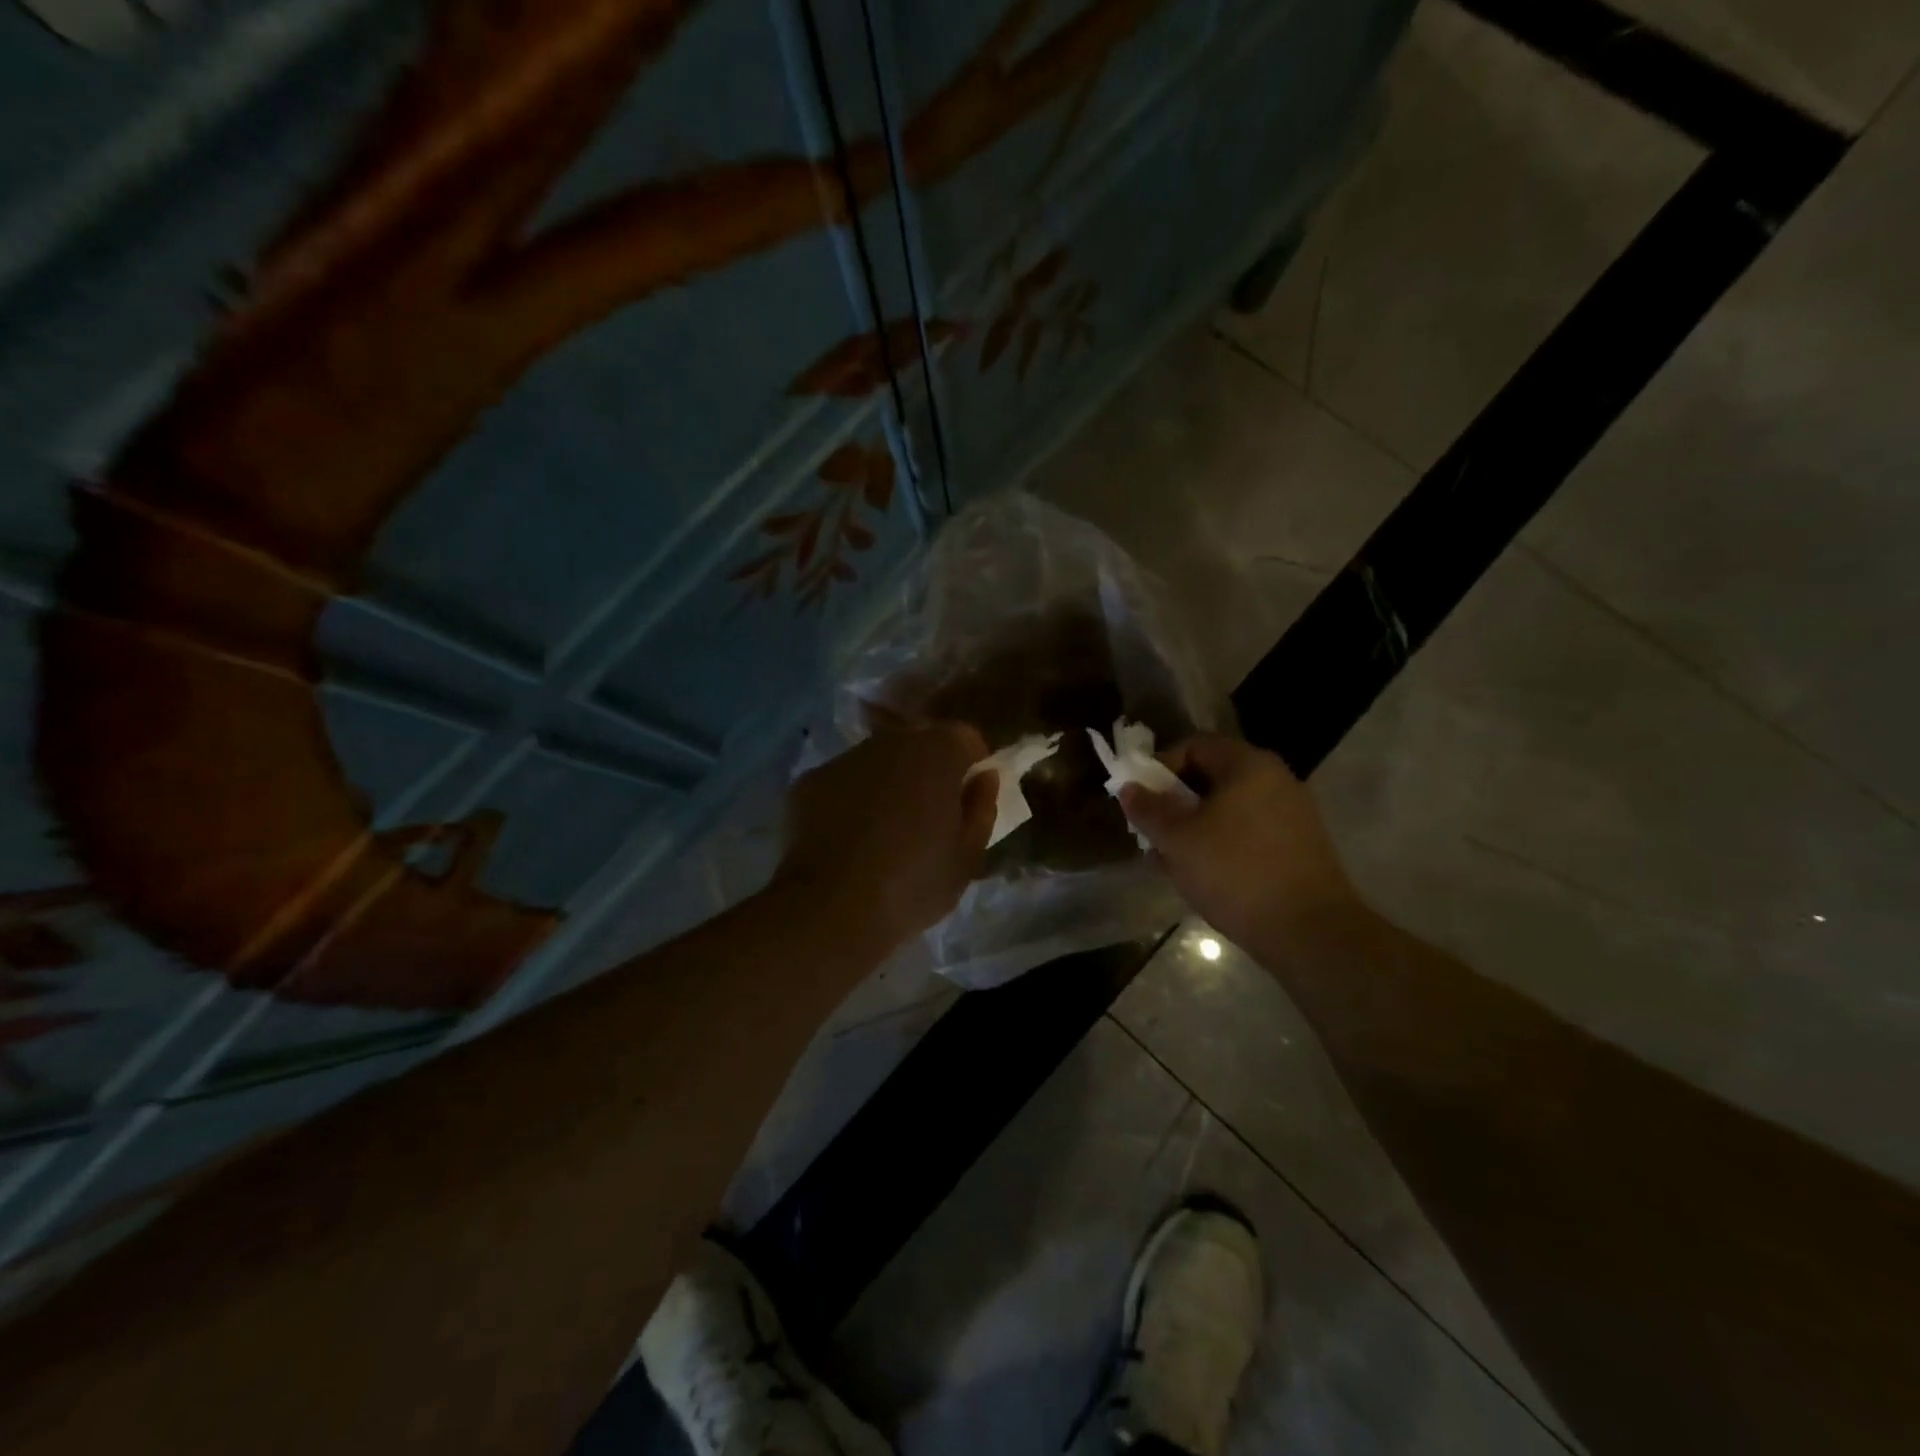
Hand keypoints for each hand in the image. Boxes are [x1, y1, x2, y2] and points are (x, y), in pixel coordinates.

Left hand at [773, 722, 997, 950]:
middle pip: (918, 743)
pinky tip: (847, 840)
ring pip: (877, 761)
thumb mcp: (967, 857)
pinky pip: (842, 783)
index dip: (971, 764)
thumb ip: (981, 808)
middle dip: (928, 770)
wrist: (831, 909)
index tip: (968, 798)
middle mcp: (889, 742)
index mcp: (937, 753)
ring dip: (887, 782)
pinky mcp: (808, 781)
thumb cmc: (913, 885)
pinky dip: (849, 800)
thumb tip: (983, 777)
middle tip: (927, 816)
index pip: (965, 738)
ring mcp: (844, 758)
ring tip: (883, 831)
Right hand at [1118, 734, 1357, 951]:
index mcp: (1247, 764)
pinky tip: (1204, 875)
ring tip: (1172, 860)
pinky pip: (1248, 831)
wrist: (1310, 931)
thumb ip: (1148, 810)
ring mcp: (1292, 813)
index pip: (1193, 746)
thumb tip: (1128, 788)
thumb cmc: (1235, 872)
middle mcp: (1275, 779)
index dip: (1159, 768)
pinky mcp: (1299, 846)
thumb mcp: (1178, 840)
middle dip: (1174, 803)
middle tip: (1152, 833)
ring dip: (1194, 827)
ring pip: (1228, 808)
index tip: (1141, 800)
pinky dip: (1221, 844)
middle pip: (1211, 777)